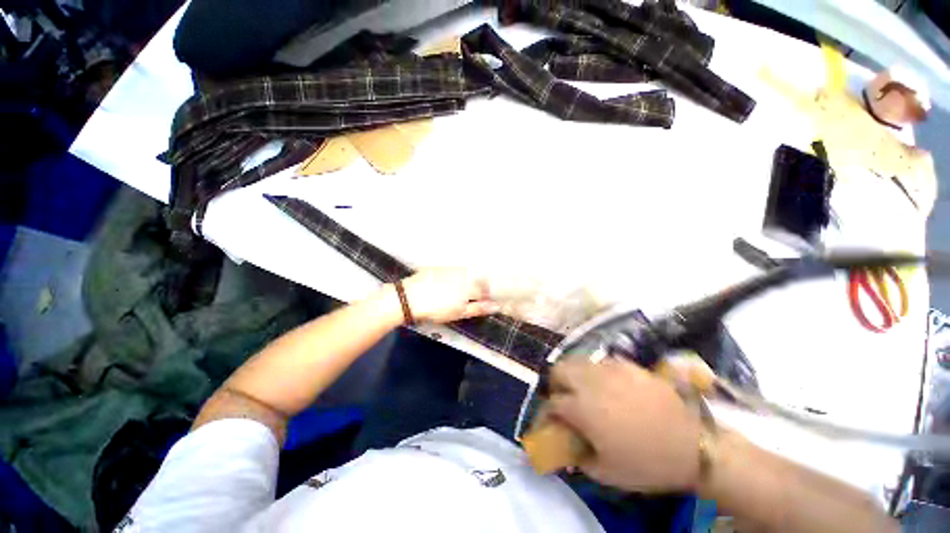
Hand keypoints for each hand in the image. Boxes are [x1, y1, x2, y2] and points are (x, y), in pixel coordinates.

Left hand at [400, 268, 499, 323]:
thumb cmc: (436, 309)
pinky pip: (453, 270)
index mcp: (470, 285)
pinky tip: (444, 285)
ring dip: (467, 282)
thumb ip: (478, 308)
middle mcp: (464, 273)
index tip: (482, 304)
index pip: (486, 290)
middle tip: (469, 300)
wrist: (410, 297)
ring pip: (466, 274)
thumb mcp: (459, 313)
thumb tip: (496, 306)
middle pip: (477, 280)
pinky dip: (454, 277)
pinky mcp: (440, 266)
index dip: (486, 298)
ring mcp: (451, 268)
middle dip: (478, 289)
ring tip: (456, 293)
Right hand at [547, 358, 701, 492]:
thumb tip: (568, 444)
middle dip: (556, 384)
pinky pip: (601, 362)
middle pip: (558, 370)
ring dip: (574, 374)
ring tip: (585, 390)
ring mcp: (608, 369)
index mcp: (581, 408)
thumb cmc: (648, 463)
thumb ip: (579, 457)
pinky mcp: (627, 364)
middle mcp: (589, 382)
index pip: (551, 403)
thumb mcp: (607, 472)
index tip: (551, 422)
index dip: (546, 413)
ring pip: (577, 360)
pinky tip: (608, 385)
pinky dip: (596, 372)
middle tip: (565, 399)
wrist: (694, 445)